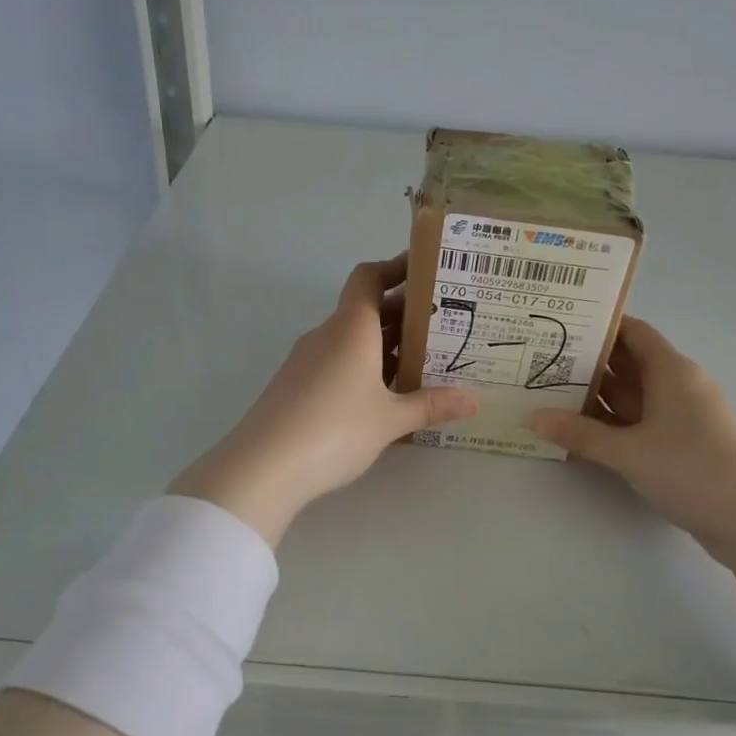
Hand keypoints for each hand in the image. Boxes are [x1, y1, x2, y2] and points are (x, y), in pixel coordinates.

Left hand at [169, 256, 476, 545]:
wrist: (262, 467)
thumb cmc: (334, 430)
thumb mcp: (390, 420)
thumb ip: (431, 405)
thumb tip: (473, 401)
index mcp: (351, 327)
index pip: (370, 277)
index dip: (396, 267)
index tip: (427, 271)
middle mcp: (327, 335)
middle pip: (366, 308)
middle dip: (403, 313)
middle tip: (443, 324)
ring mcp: (307, 361)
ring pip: (352, 339)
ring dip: (385, 344)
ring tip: (423, 361)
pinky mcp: (296, 386)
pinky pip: (337, 363)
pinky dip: (364, 367)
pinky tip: (385, 395)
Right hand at [529, 316, 735, 561]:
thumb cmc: (693, 468)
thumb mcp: (630, 451)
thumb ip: (581, 434)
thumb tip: (534, 417)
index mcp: (671, 371)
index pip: (633, 332)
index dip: (600, 325)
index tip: (560, 324)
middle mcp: (677, 387)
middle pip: (628, 364)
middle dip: (587, 363)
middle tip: (539, 361)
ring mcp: (681, 419)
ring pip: (631, 398)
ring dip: (596, 397)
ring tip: (547, 394)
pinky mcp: (682, 448)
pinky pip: (639, 425)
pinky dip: (611, 425)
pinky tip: (579, 433)